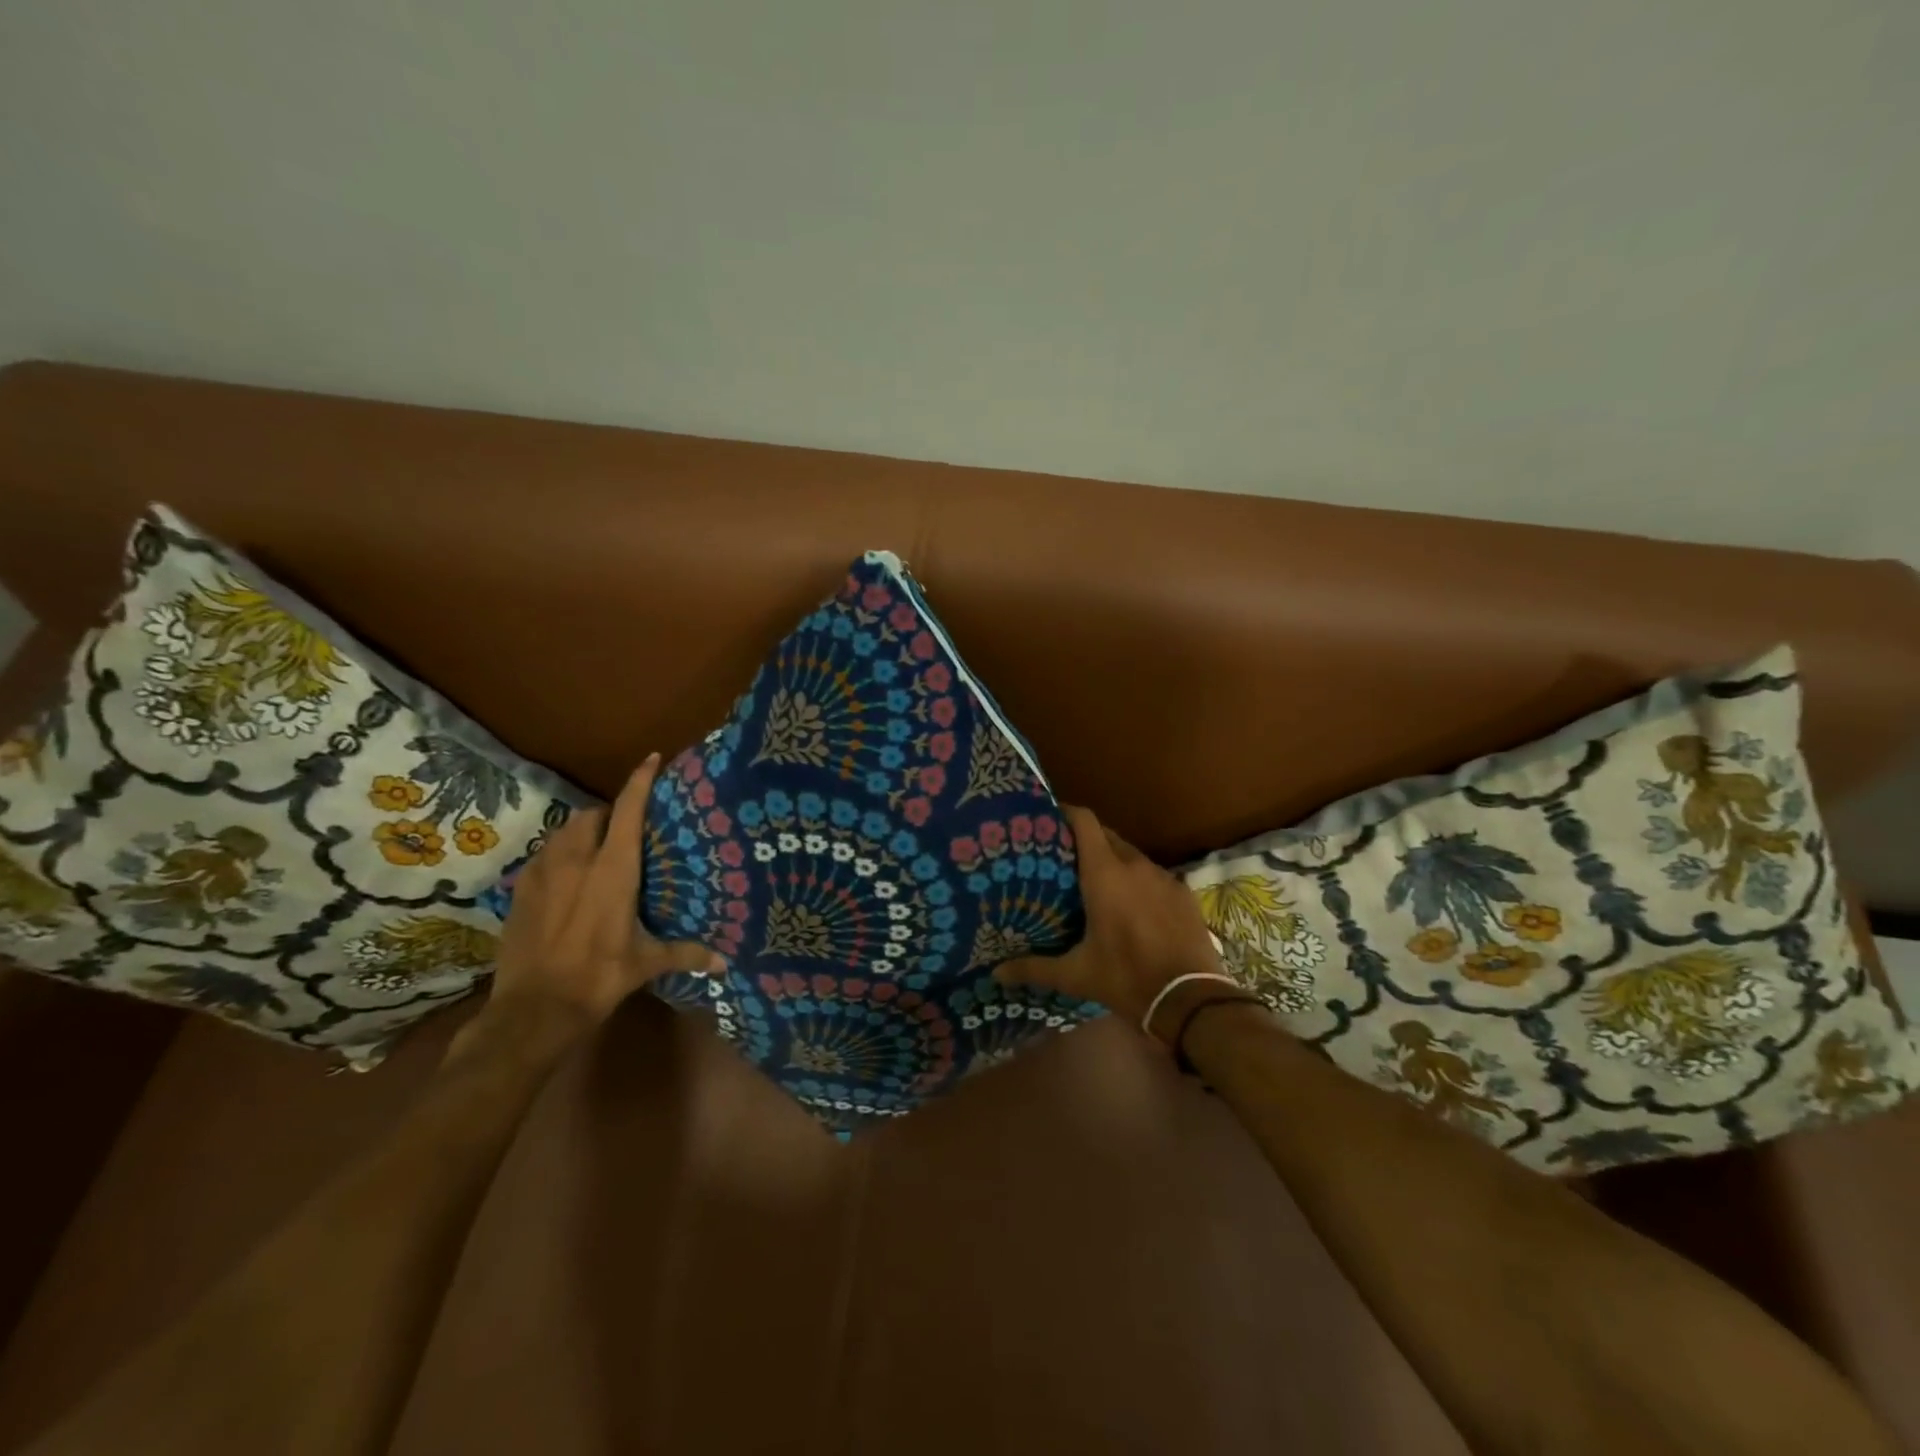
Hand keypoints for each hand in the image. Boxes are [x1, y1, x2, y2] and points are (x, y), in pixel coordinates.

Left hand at [478, 753, 721, 1039]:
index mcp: (613, 871)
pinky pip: (543, 857)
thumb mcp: (645, 964)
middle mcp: (576, 861)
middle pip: (592, 815)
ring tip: (596, 852)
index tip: (653, 759)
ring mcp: (542, 874)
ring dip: (582, 833)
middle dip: (609, 814)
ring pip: (563, 833)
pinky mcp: (519, 891)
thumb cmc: (598, 978)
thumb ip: (685, 953)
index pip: (629, 812)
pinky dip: (558, 856)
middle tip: (626, 832)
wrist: (532, 1010)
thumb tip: (724, 965)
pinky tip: (566, 880)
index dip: (641, 781)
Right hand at [996, 804, 1222, 1027]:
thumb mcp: (1076, 975)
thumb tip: (997, 973)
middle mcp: (1135, 865)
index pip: (1084, 821)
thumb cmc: (1126, 978)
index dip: (1065, 814)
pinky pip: (1154, 876)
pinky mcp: (1184, 893)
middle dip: (1086, 841)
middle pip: (1107, 836)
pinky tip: (1133, 907)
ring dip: (1114, 862)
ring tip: (1096, 883)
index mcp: (1105, 874)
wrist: (1191, 1000)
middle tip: (1064, 859)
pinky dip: (1139, 882)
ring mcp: (1164, 877)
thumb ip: (1034, 968)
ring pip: (1132, 856)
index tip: (1047, 819)